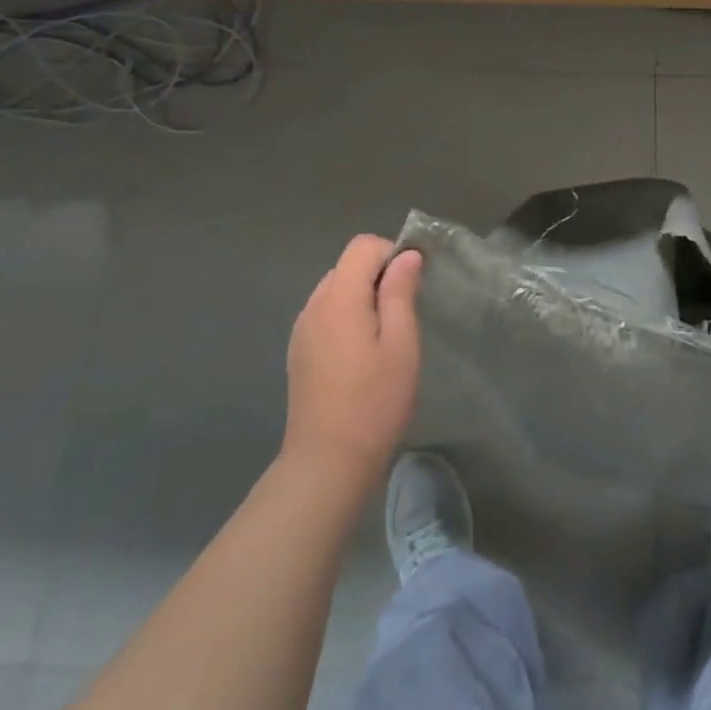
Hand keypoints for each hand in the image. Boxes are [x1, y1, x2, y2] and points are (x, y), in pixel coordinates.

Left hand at [281, 235, 423, 485]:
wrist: (327, 463)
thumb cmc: (374, 402)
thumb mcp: (401, 344)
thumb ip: (400, 293)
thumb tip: (407, 256)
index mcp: (339, 298)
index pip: (363, 246)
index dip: (391, 254)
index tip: (412, 285)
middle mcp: (314, 305)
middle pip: (347, 265)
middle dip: (378, 276)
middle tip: (402, 314)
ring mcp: (301, 330)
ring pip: (335, 289)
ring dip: (361, 297)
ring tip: (383, 336)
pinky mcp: (298, 352)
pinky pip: (325, 314)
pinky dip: (346, 317)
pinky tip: (360, 354)